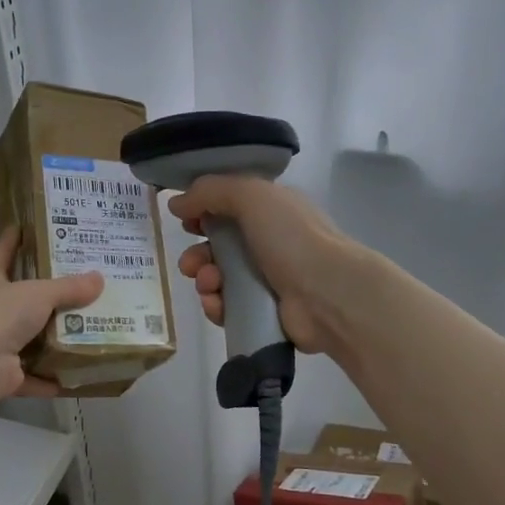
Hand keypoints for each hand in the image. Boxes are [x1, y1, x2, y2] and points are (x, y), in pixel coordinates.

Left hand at [0, 231, 103, 397]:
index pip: (4, 252)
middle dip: (47, 295)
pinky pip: (33, 375)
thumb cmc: (2, 313)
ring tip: (85, 331)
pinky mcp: (5, 374)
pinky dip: (50, 379)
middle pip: (22, 298)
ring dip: (52, 339)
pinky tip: (74, 376)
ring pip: (29, 339)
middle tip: (80, 284)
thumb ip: (69, 288)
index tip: (28, 225)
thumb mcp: (39, 293)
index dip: (15, 238)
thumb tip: (99, 279)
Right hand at [170, 176, 353, 354]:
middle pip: (219, 247)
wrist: (328, 294)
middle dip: (198, 254)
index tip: (186, 221)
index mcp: (272, 211)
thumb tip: (176, 203)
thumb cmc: (292, 238)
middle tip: (191, 264)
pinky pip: (228, 307)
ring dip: (205, 280)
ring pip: (220, 279)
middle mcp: (270, 243)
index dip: (203, 213)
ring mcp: (268, 280)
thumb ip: (210, 191)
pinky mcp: (264, 313)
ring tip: (210, 284)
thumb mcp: (251, 196)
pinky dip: (217, 306)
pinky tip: (218, 304)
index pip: (229, 208)